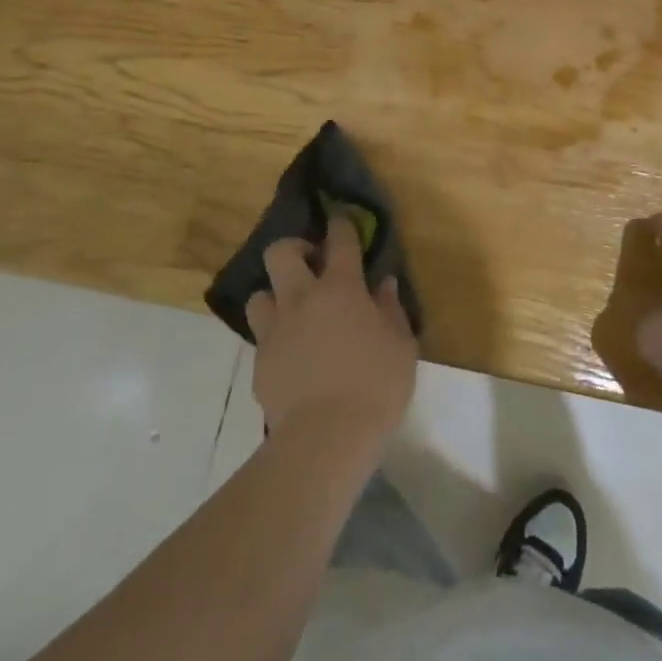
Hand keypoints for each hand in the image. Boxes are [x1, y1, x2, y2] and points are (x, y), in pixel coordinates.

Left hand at [245, 215, 418, 451]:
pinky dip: (274, 337)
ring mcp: (275, 330)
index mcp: (341, 287)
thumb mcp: (401, 345)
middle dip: (293, 249)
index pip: (339, 240)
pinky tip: (291, 354)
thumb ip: (391, 310)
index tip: (341, 222)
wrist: (325, 438)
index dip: (340, 225)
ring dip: (275, 295)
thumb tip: (383, 285)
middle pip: (280, 252)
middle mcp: (302, 298)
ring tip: (293, 311)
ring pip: (259, 293)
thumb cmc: (375, 386)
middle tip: (310, 264)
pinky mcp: (259, 362)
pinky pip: (261, 337)